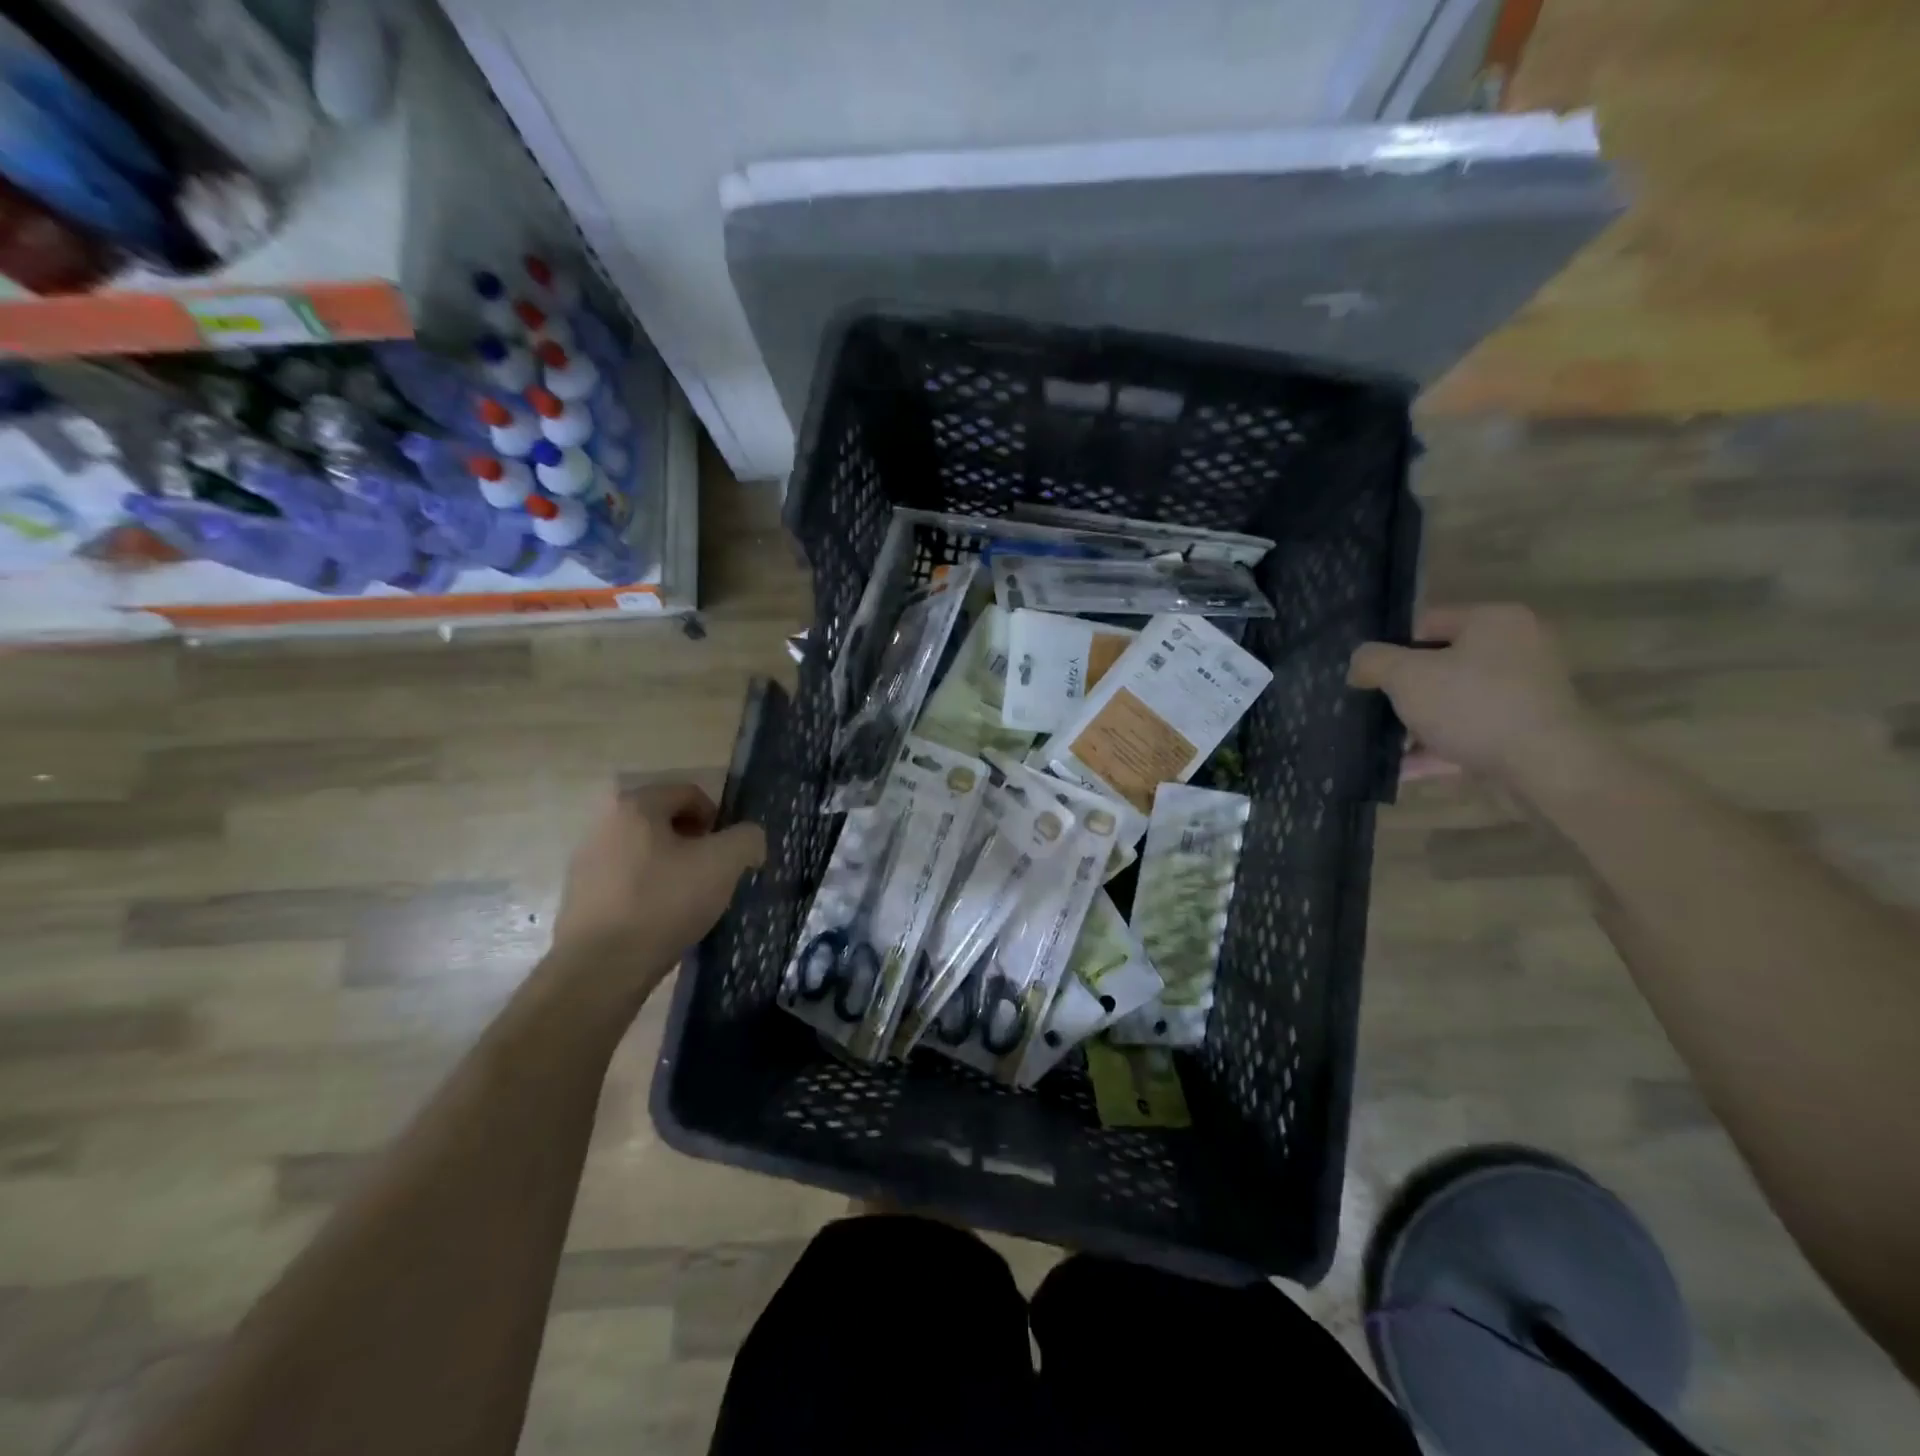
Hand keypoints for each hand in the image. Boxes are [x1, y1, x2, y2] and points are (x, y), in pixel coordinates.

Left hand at [549, 784, 765, 993]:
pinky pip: (626, 880)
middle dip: (694, 844)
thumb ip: (747, 838)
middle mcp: (603, 823)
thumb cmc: (664, 902)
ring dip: (671, 867)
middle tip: (712, 874)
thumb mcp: (723, 864)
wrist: (602, 968)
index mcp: (635, 805)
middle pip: (664, 822)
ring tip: (688, 900)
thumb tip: (749, 839)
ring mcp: (586, 860)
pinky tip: (661, 919)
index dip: (718, 819)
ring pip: (645, 852)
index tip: (728, 852)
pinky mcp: (579, 896)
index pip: (689, 793)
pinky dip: (648, 890)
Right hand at [1348, 604, 1591, 783]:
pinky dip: (1440, 747)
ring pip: (1454, 701)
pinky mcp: (1527, 729)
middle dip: (1404, 691)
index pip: (1425, 623)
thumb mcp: (1406, 676)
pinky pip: (1470, 731)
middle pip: (1440, 665)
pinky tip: (1407, 767)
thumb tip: (1360, 662)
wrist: (1545, 766)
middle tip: (1373, 710)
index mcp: (1493, 620)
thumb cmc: (1472, 705)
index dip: (1389, 649)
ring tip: (1385, 744)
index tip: (1366, 677)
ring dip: (1418, 722)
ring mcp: (1526, 691)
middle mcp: (1517, 648)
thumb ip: (1373, 661)